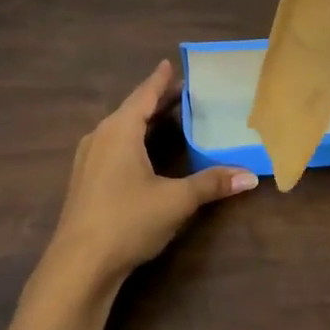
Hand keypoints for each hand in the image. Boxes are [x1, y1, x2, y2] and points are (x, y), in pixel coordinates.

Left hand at [46, 59, 257, 287]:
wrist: (78, 266)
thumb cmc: (128, 221)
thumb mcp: (176, 200)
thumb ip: (212, 184)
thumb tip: (250, 176)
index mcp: (120, 130)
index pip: (144, 95)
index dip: (160, 80)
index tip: (170, 63)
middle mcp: (100, 137)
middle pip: (132, 110)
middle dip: (156, 100)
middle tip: (183, 91)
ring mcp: (88, 160)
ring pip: (119, 129)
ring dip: (143, 121)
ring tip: (166, 118)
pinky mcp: (84, 181)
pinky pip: (112, 146)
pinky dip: (132, 139)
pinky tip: (142, 152)